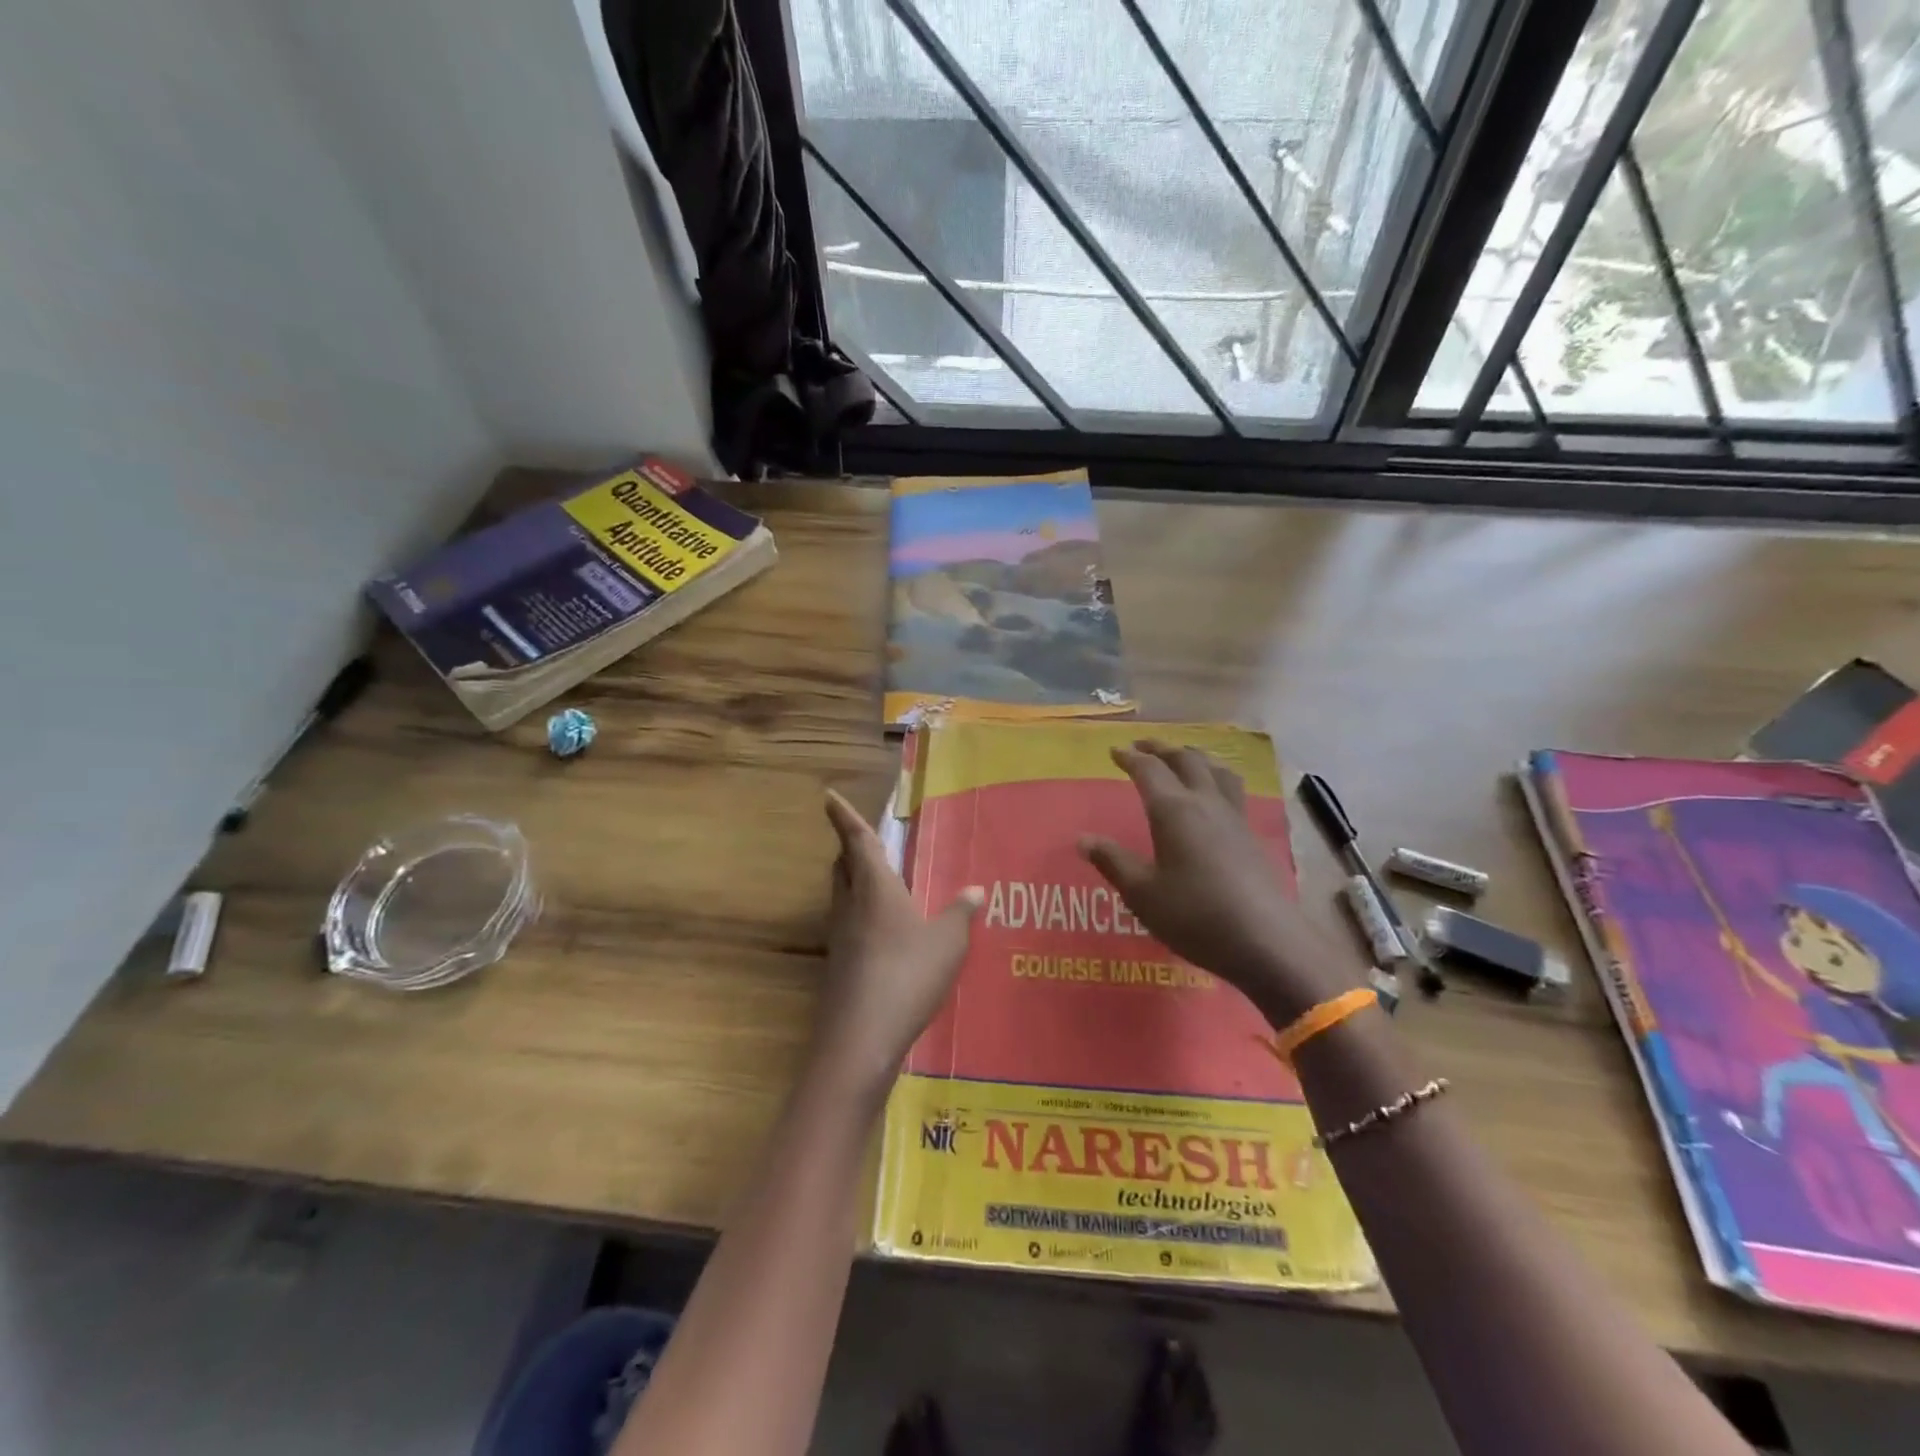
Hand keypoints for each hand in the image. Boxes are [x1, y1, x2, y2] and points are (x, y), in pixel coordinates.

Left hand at [814, 790, 981, 1097]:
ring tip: (877, 881)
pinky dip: (860, 914)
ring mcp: (840, 937)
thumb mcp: (948, 943)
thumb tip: (977, 889)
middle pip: (843, 866)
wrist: (861, 1038)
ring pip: (842, 895)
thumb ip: (961, 913)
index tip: (827, 796)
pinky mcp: (838, 965)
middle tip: (863, 839)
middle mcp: (851, 905)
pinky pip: (848, 924)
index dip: (843, 816)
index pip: (857, 841)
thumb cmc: (907, 975)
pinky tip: (883, 933)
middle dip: (849, 848)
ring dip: (853, 880)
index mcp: (875, 888)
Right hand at [1078, 741, 1365, 1022]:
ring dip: (1194, 756)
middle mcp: (1205, 803)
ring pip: (1216, 769)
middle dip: (1161, 749)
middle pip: (1185, 759)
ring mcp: (1234, 818)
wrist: (1266, 941)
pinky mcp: (1252, 836)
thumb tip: (1083, 839)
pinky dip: (1215, 777)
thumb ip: (1113, 862)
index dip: (1130, 758)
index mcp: (1173, 810)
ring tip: (1182, 758)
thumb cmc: (1195, 915)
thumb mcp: (1142, 893)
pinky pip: (1232, 789)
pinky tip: (1213, 796)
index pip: (1149, 771)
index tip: (1114, 751)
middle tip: (1143, 746)